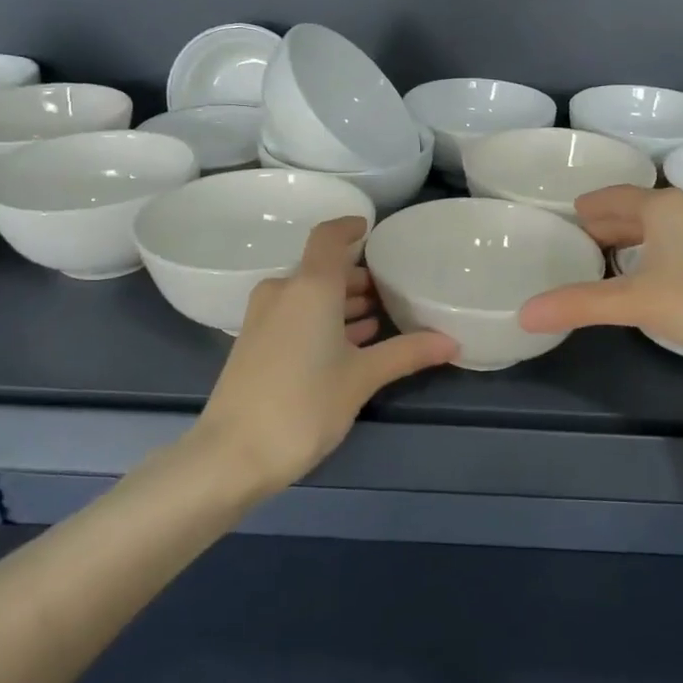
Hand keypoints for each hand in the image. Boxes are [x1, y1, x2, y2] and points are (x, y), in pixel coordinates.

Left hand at [197, 216, 457, 491]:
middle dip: (357, 275)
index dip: (350, 227)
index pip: (329, 237)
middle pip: (322, 269)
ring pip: (309, 294)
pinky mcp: (256, 343)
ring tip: (379, 317)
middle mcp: (283, 292)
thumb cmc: (303, 404)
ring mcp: (264, 318)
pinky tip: (350, 343)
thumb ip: (407, 353)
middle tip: (392, 288)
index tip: (372, 229)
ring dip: (341, 301)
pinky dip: (323, 320)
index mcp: (310, 287)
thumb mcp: (362, 378)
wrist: (230, 455)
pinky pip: (296, 315)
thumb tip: (452, 342)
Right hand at [519, 185, 682, 362]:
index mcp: (663, 207)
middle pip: (635, 210)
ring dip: (629, 239)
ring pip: (657, 228)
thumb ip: (580, 304)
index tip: (563, 217)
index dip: (587, 206)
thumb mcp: (637, 301)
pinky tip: (647, 276)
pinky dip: (650, 252)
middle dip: (604, 223)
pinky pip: (674, 243)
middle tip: (573, 241)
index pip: (613, 197)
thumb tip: (524, 314)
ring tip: (602, 259)